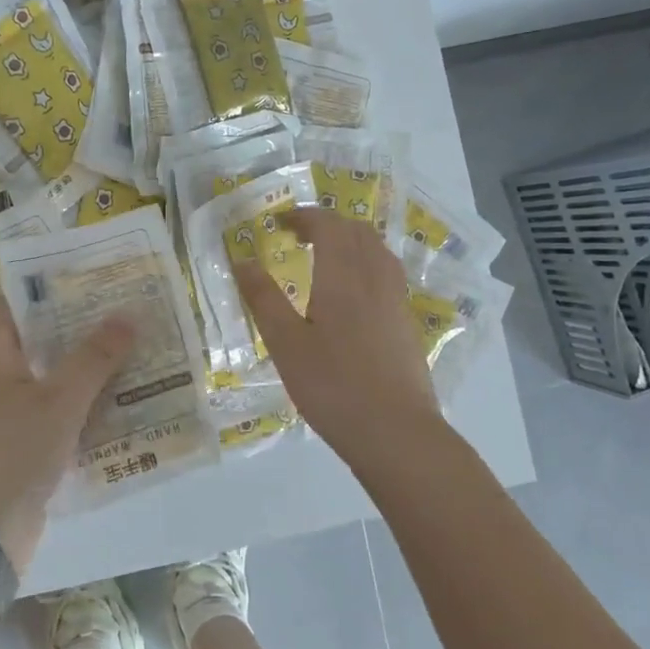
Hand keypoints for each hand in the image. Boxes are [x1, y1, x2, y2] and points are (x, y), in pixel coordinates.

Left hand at [0, 303, 133, 566]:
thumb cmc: (8, 451)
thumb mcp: (57, 399)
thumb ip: (94, 357)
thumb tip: (128, 314)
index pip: (22, 301)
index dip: (57, 284)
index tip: (100, 272)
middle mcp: (1, 376)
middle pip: (47, 339)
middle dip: (89, 327)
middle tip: (136, 309)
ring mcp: (14, 413)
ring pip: (60, 379)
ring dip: (97, 369)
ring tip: (145, 348)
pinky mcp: (29, 447)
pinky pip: (65, 415)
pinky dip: (92, 407)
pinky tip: (133, 400)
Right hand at [235, 207, 438, 463]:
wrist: (396, 432)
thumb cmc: (333, 386)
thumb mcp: (285, 344)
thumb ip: (263, 299)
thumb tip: (242, 259)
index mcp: (342, 276)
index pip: (328, 225)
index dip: (304, 216)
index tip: (279, 223)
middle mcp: (374, 277)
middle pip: (356, 231)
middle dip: (327, 223)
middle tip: (298, 237)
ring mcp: (396, 300)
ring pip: (377, 250)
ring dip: (350, 241)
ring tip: (325, 257)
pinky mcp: (407, 322)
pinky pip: (387, 272)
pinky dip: (366, 263)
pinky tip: (353, 292)